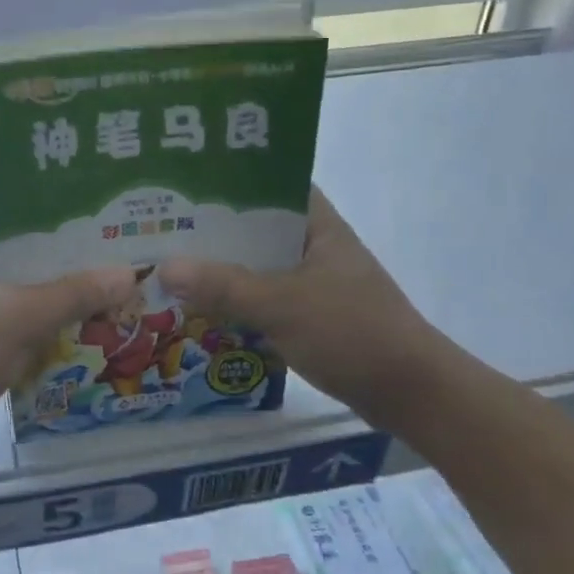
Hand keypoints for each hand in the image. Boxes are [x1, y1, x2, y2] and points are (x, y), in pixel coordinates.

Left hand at [0, 200, 134, 465]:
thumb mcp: (21, 317)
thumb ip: (74, 294)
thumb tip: (128, 273)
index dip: (35, 196)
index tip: (81, 200)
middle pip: (12, 250)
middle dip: (57, 252)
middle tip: (106, 248)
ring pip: (13, 291)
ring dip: (51, 293)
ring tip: (101, 287)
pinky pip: (8, 325)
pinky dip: (37, 326)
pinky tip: (74, 331)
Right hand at [158, 187, 438, 424]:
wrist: (410, 393)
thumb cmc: (352, 333)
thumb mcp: (283, 305)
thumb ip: (224, 286)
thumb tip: (165, 267)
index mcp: (319, 226)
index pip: (273, 185)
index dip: (233, 180)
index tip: (186, 183)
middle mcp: (317, 248)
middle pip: (258, 230)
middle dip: (215, 233)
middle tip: (163, 230)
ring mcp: (316, 285)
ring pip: (259, 269)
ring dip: (224, 272)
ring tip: (172, 268)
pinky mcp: (313, 318)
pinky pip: (266, 301)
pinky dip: (238, 304)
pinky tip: (203, 311)